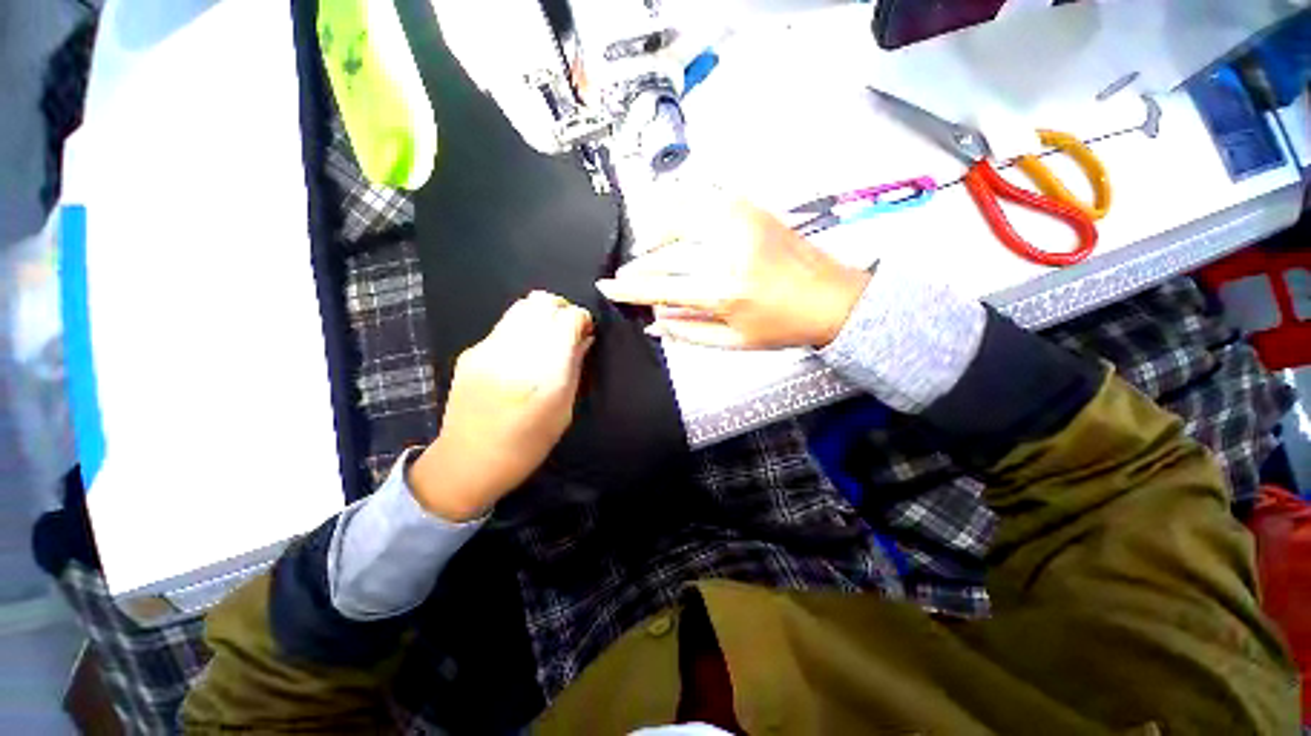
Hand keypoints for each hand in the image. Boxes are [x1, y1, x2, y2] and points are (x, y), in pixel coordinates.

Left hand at [409, 292, 593, 521]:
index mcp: (544, 372)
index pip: (568, 318)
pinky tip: (523, 352)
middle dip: (562, 310)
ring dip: (542, 315)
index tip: (586, 333)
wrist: (467, 462)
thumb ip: (575, 368)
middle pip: (543, 302)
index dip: (582, 320)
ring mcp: (488, 348)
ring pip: (522, 306)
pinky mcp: (471, 351)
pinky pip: (505, 325)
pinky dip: (523, 328)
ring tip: (547, 338)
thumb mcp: (564, 411)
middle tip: (568, 331)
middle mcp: (514, 351)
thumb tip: (584, 339)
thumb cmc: (526, 445)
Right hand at [596, 198, 869, 348]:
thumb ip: (689, 333)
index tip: (606, 287)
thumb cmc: (783, 328)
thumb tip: (654, 322)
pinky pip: (703, 201)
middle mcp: (728, 251)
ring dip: (656, 236)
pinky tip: (673, 226)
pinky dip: (681, 211)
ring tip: (646, 250)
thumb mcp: (734, 343)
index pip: (662, 288)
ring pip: (679, 219)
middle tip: (626, 274)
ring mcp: (740, 222)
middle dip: (640, 265)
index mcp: (724, 291)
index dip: (630, 289)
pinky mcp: (750, 208)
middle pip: (667, 254)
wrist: (834, 298)